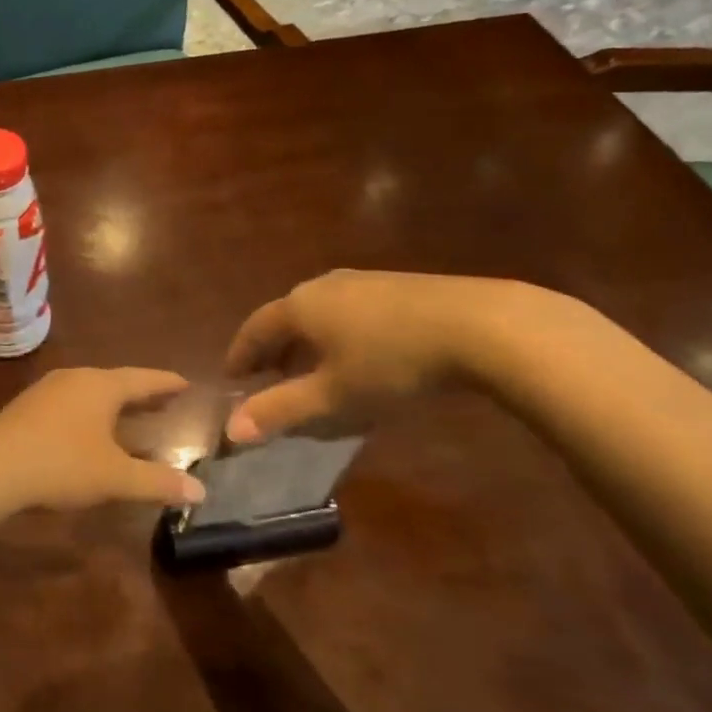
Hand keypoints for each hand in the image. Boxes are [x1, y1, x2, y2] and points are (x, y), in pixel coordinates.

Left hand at [0, 367, 205, 512]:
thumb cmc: (60, 465)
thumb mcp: (114, 477)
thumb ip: (157, 482)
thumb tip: (200, 490)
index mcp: (100, 386)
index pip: (143, 379)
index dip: (165, 383)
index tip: (185, 383)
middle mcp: (75, 378)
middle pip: (116, 381)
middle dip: (141, 392)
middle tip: (165, 398)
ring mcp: (47, 390)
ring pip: (91, 391)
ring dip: (114, 402)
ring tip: (131, 413)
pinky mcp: (28, 407)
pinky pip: (71, 402)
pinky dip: (91, 411)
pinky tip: (89, 429)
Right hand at [224, 270, 549, 441]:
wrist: (479, 326)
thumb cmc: (391, 363)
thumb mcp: (333, 395)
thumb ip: (280, 410)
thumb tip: (231, 430)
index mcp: (299, 306)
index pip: (254, 329)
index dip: (240, 355)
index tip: (232, 380)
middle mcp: (323, 285)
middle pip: (286, 317)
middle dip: (273, 350)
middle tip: (268, 379)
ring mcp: (363, 281)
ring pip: (320, 313)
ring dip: (307, 343)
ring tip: (313, 372)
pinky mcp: (398, 286)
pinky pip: (350, 311)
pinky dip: (338, 335)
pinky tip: (360, 357)